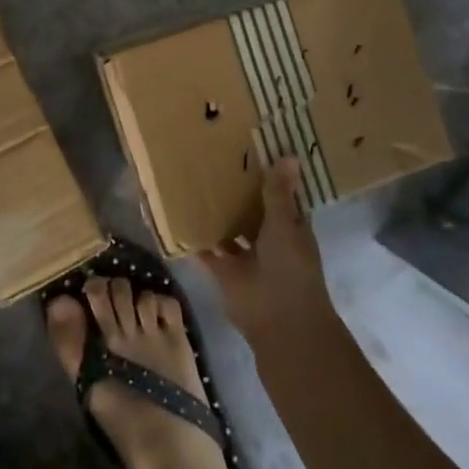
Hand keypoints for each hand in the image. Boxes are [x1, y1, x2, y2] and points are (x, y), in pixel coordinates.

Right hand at [199, 158, 335, 350]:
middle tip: (214, 156)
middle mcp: (269, 238)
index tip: (252, 147)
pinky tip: (177, 215)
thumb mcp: (286, 225)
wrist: (279, 321)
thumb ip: (279, 193)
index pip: (281, 194)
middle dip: (238, 191)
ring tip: (192, 180)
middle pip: (252, 210)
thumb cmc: (290, 268)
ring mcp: (246, 256)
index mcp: (291, 225)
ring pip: (230, 229)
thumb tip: (290, 155)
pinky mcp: (224, 271)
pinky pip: (207, 250)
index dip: (270, 174)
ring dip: (217, 213)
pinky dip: (195, 238)